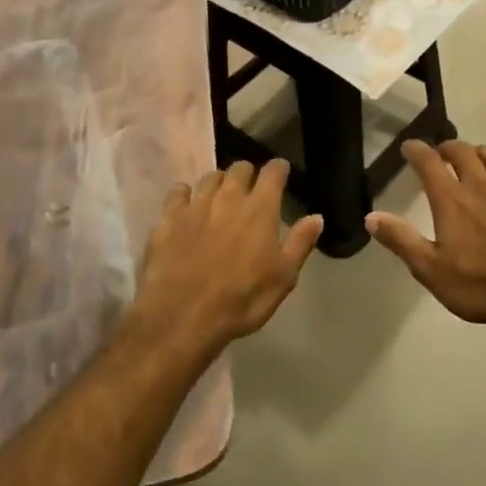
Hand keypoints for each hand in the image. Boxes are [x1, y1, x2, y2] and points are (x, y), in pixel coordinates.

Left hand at [133, 159, 322, 352]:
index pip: (273, 172)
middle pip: (239, 168)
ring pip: (209, 177)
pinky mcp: (168, 218)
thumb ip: (300, 243)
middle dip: (248, 173)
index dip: (279, 169)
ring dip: (219, 182)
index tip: (282, 172)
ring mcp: (195, 205)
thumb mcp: (283, 277)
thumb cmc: (242, 299)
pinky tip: (186, 205)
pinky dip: (185, 194)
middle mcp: (228, 197)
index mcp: (260, 208)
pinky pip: (178, 193)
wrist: (183, 317)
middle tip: (251, 187)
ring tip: (220, 195)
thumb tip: (317, 217)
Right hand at [367, 142, 485, 330]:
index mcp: (452, 200)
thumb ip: (401, 240)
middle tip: (441, 152)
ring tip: (476, 155)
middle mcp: (482, 187)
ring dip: (482, 154)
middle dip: (449, 148)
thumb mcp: (430, 269)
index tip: (409, 146)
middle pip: (464, 153)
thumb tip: (371, 217)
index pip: (429, 163)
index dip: (416, 151)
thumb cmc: (480, 285)